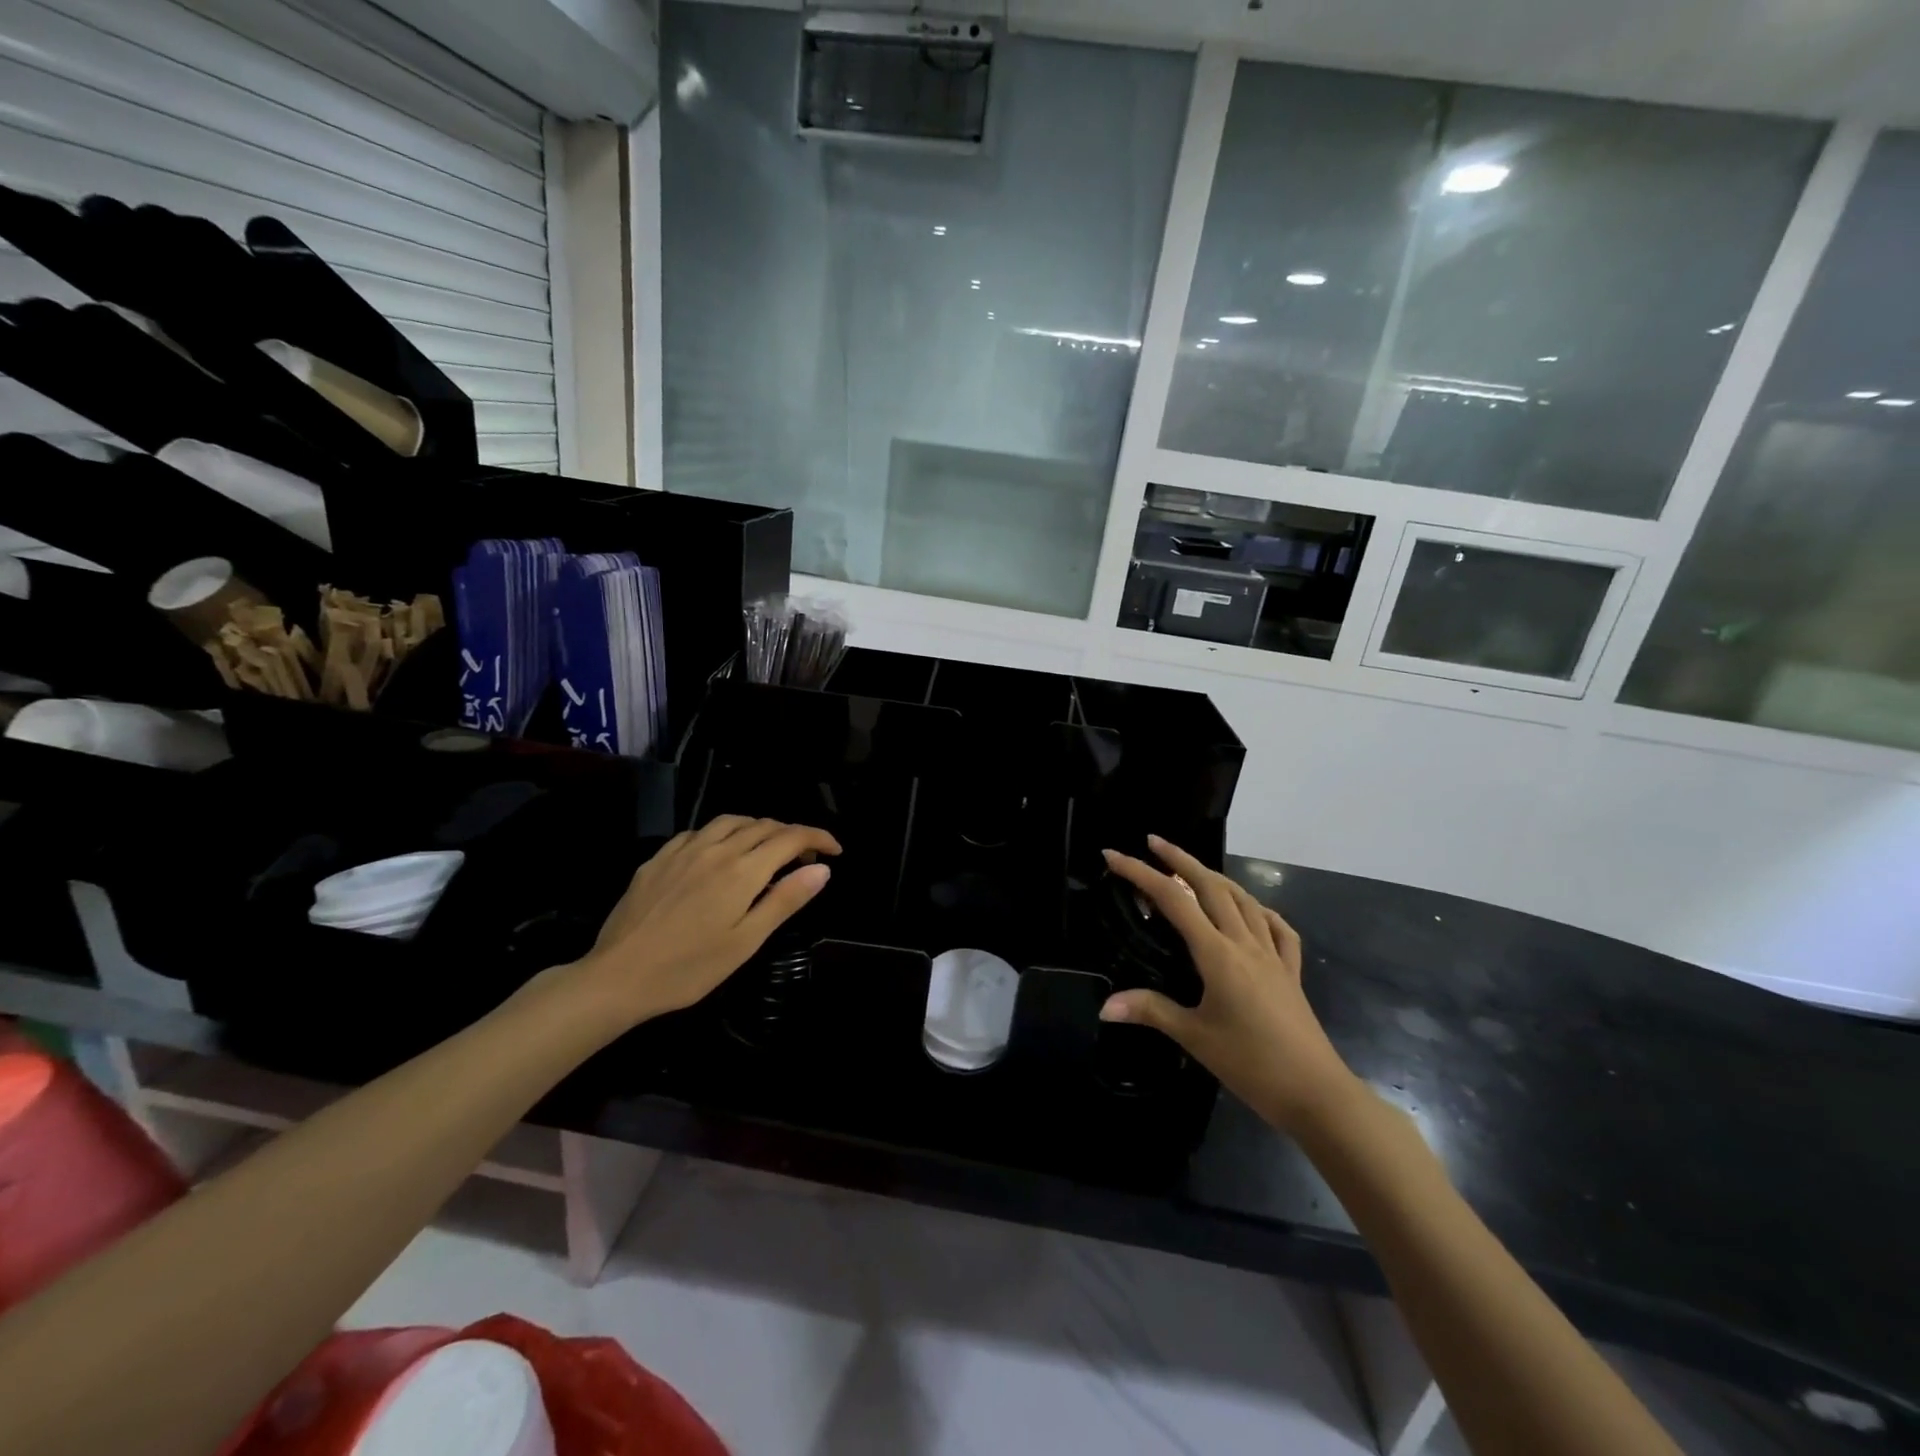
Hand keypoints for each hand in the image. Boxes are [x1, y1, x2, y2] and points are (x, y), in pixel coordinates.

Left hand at [573, 816, 840, 1025]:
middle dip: (792, 834)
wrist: (617, 977)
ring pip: (731, 821)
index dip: (817, 838)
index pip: (790, 838)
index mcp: (742, 871)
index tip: (835, 850)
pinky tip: (719, 853)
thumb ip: (785, 900)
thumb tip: (822, 869)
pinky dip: (723, 833)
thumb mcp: (746, 941)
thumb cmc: (689, 968)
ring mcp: (684, 850)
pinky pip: (700, 831)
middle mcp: (716, 849)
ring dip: (758, 827)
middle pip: (763, 825)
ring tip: (767, 848)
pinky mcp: (659, 858)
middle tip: (805, 859)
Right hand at [1100, 836, 1356, 1135]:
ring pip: (1243, 899)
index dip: (1141, 873)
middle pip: (1211, 886)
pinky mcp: (1290, 971)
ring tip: (1193, 869)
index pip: (1173, 900)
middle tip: (1153, 842)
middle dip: (1180, 858)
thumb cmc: (1251, 1063)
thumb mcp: (1194, 1037)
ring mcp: (1273, 954)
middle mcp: (1245, 942)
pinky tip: (1251, 912)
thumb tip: (1105, 1006)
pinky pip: (1276, 927)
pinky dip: (1259, 909)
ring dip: (1215, 877)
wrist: (1316, 1093)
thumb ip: (1151, 1011)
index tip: (1114, 855)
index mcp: (1218, 953)